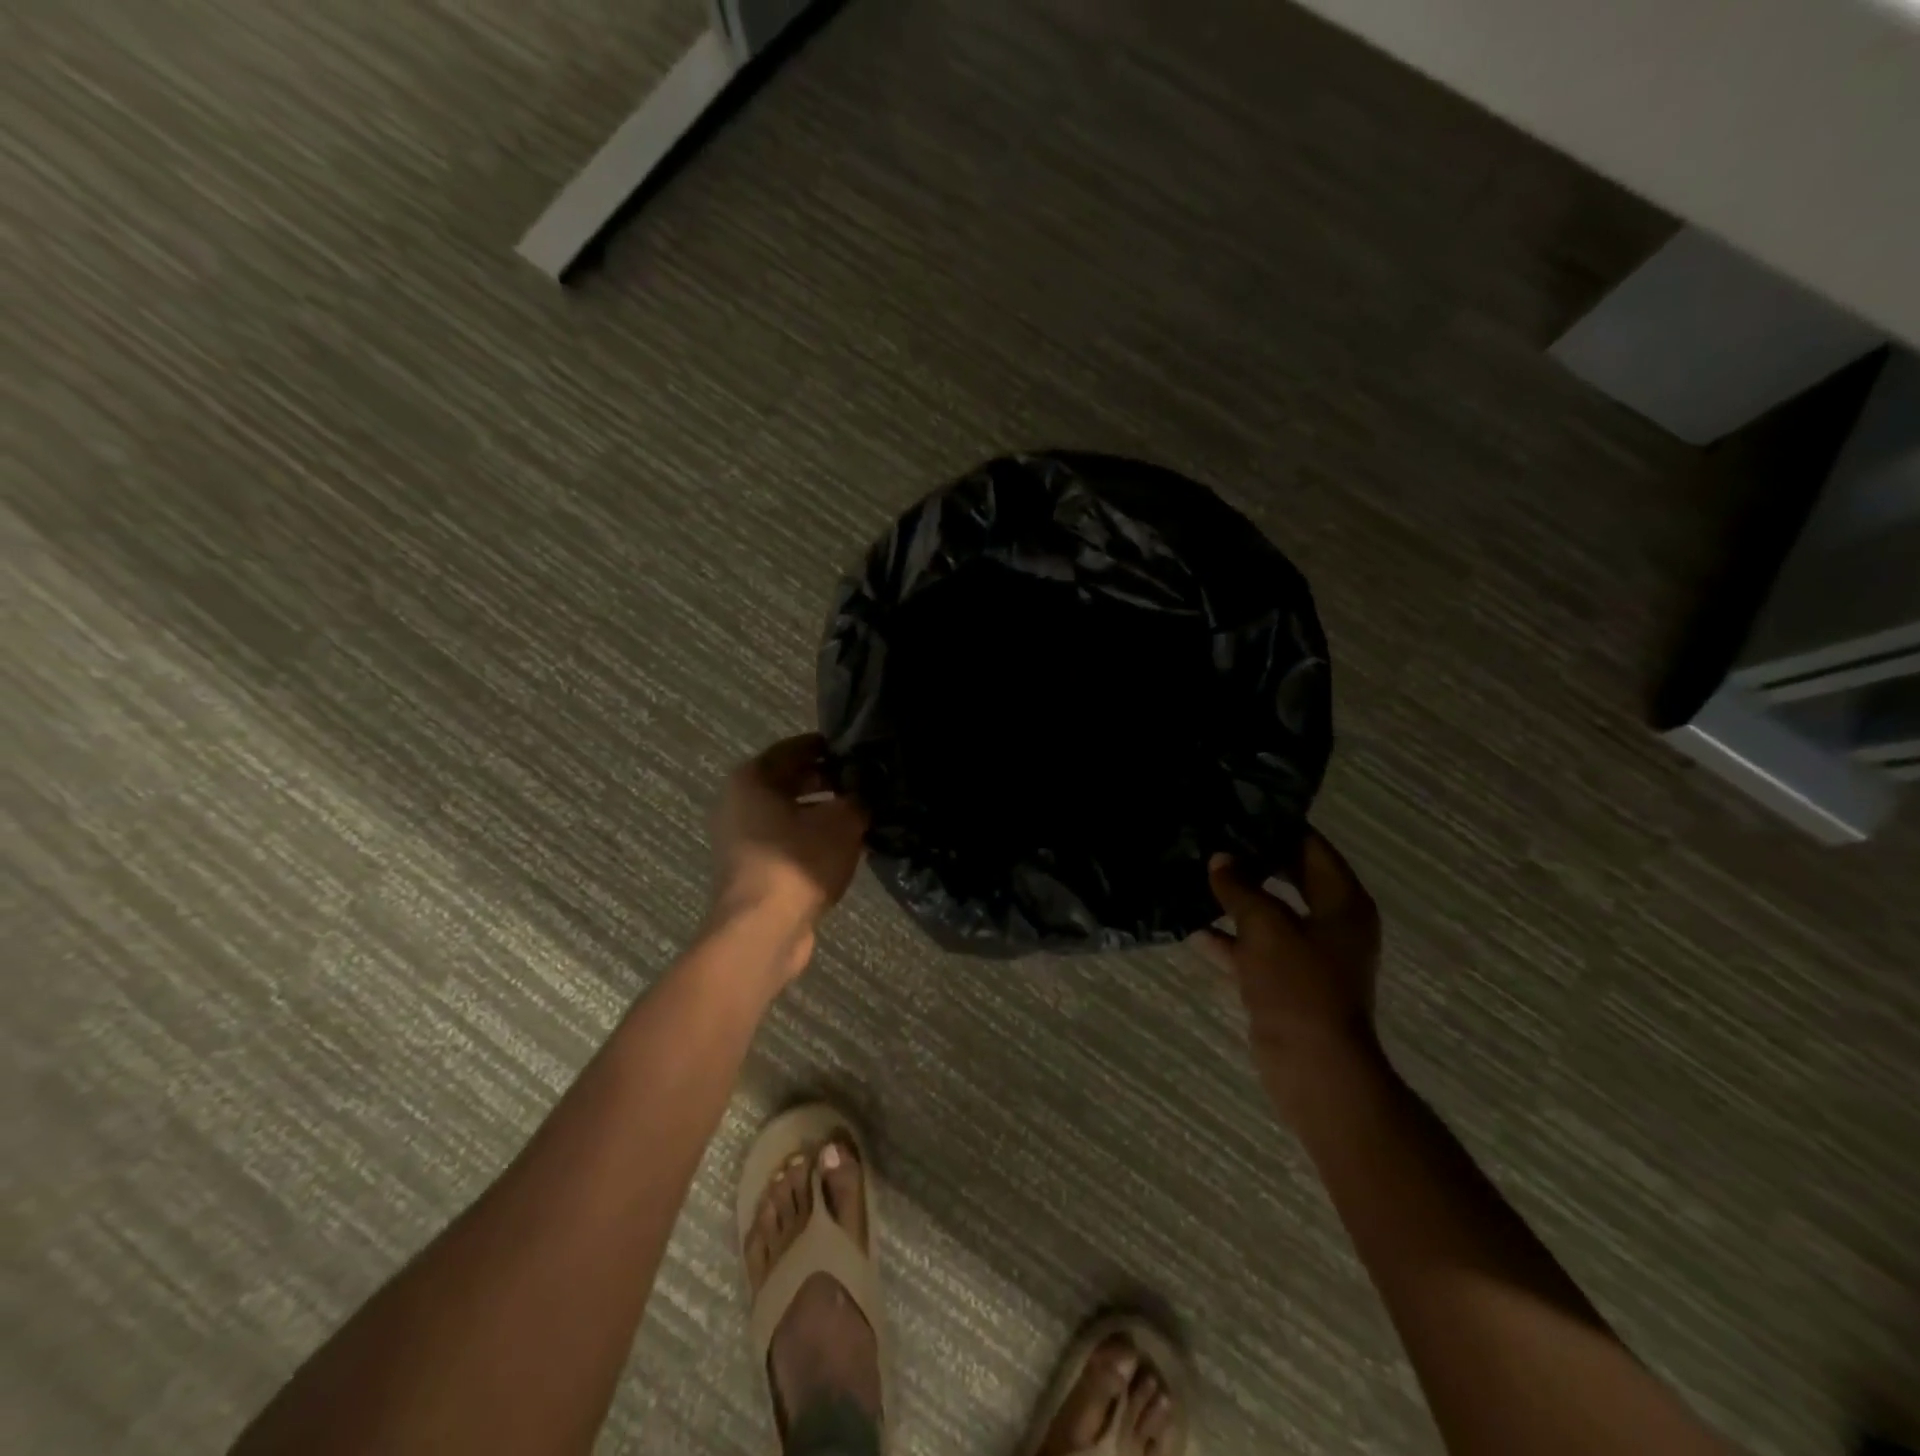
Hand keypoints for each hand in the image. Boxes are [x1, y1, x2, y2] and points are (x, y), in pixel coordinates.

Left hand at [707, 735, 868, 972]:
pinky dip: (813, 840)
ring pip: (791, 814)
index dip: (831, 747)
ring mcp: (742, 839)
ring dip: (824, 813)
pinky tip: (847, 846)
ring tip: (864, 814)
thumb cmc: (798, 862)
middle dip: (830, 781)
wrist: (763, 930)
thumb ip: (861, 798)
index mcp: (752, 778)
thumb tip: (870, 791)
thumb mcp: (843, 821)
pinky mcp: (752, 868)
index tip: (863, 751)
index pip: (796, 748)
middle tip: (868, 783)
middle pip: (791, 781)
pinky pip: (788, 842)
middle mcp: (739, 803)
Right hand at [1193, 830, 1382, 1123]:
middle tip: (1211, 837)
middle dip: (1251, 861)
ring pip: (1267, 914)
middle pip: (1289, 878)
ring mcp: (1307, 954)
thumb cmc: (1299, 986)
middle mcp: (1330, 923)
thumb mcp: (1266, 927)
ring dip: (1235, 899)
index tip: (1239, 809)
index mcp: (1342, 903)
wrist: (1312, 1067)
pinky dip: (1227, 938)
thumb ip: (1240, 888)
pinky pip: (1253, 948)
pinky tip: (1191, 927)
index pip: (1311, 848)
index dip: (1278, 827)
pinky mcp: (1283, 981)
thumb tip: (1220, 860)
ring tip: (1194, 873)